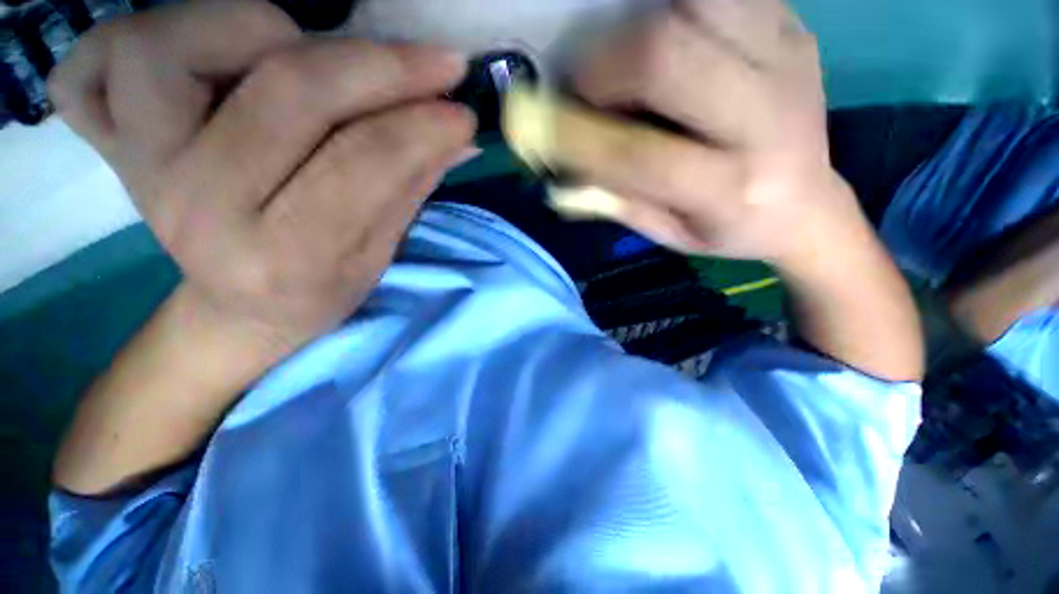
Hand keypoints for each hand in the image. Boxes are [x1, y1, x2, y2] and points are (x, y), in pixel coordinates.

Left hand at [49, 0, 474, 349]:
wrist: (242, 308)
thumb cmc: (320, 287)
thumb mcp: (378, 253)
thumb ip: (412, 184)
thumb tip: (456, 133)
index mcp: (285, 258)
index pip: (364, 165)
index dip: (422, 127)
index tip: (463, 110)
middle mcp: (199, 209)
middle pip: (286, 93)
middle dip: (379, 67)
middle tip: (437, 65)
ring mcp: (138, 168)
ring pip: (173, 43)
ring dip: (265, 30)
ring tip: (310, 60)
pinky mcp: (108, 143)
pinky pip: (92, 60)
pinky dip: (144, 30)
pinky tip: (203, 57)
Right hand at [536, 0, 858, 264]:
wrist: (808, 204)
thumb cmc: (730, 229)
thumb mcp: (669, 234)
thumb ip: (615, 203)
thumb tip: (557, 176)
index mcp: (731, 189)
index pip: (638, 155)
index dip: (577, 137)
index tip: (540, 127)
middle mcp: (767, 116)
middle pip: (667, 54)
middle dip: (604, 68)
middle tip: (584, 90)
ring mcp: (787, 55)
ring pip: (694, 4)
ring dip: (638, 28)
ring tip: (625, 68)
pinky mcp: (792, 23)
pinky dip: (674, 7)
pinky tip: (666, 42)